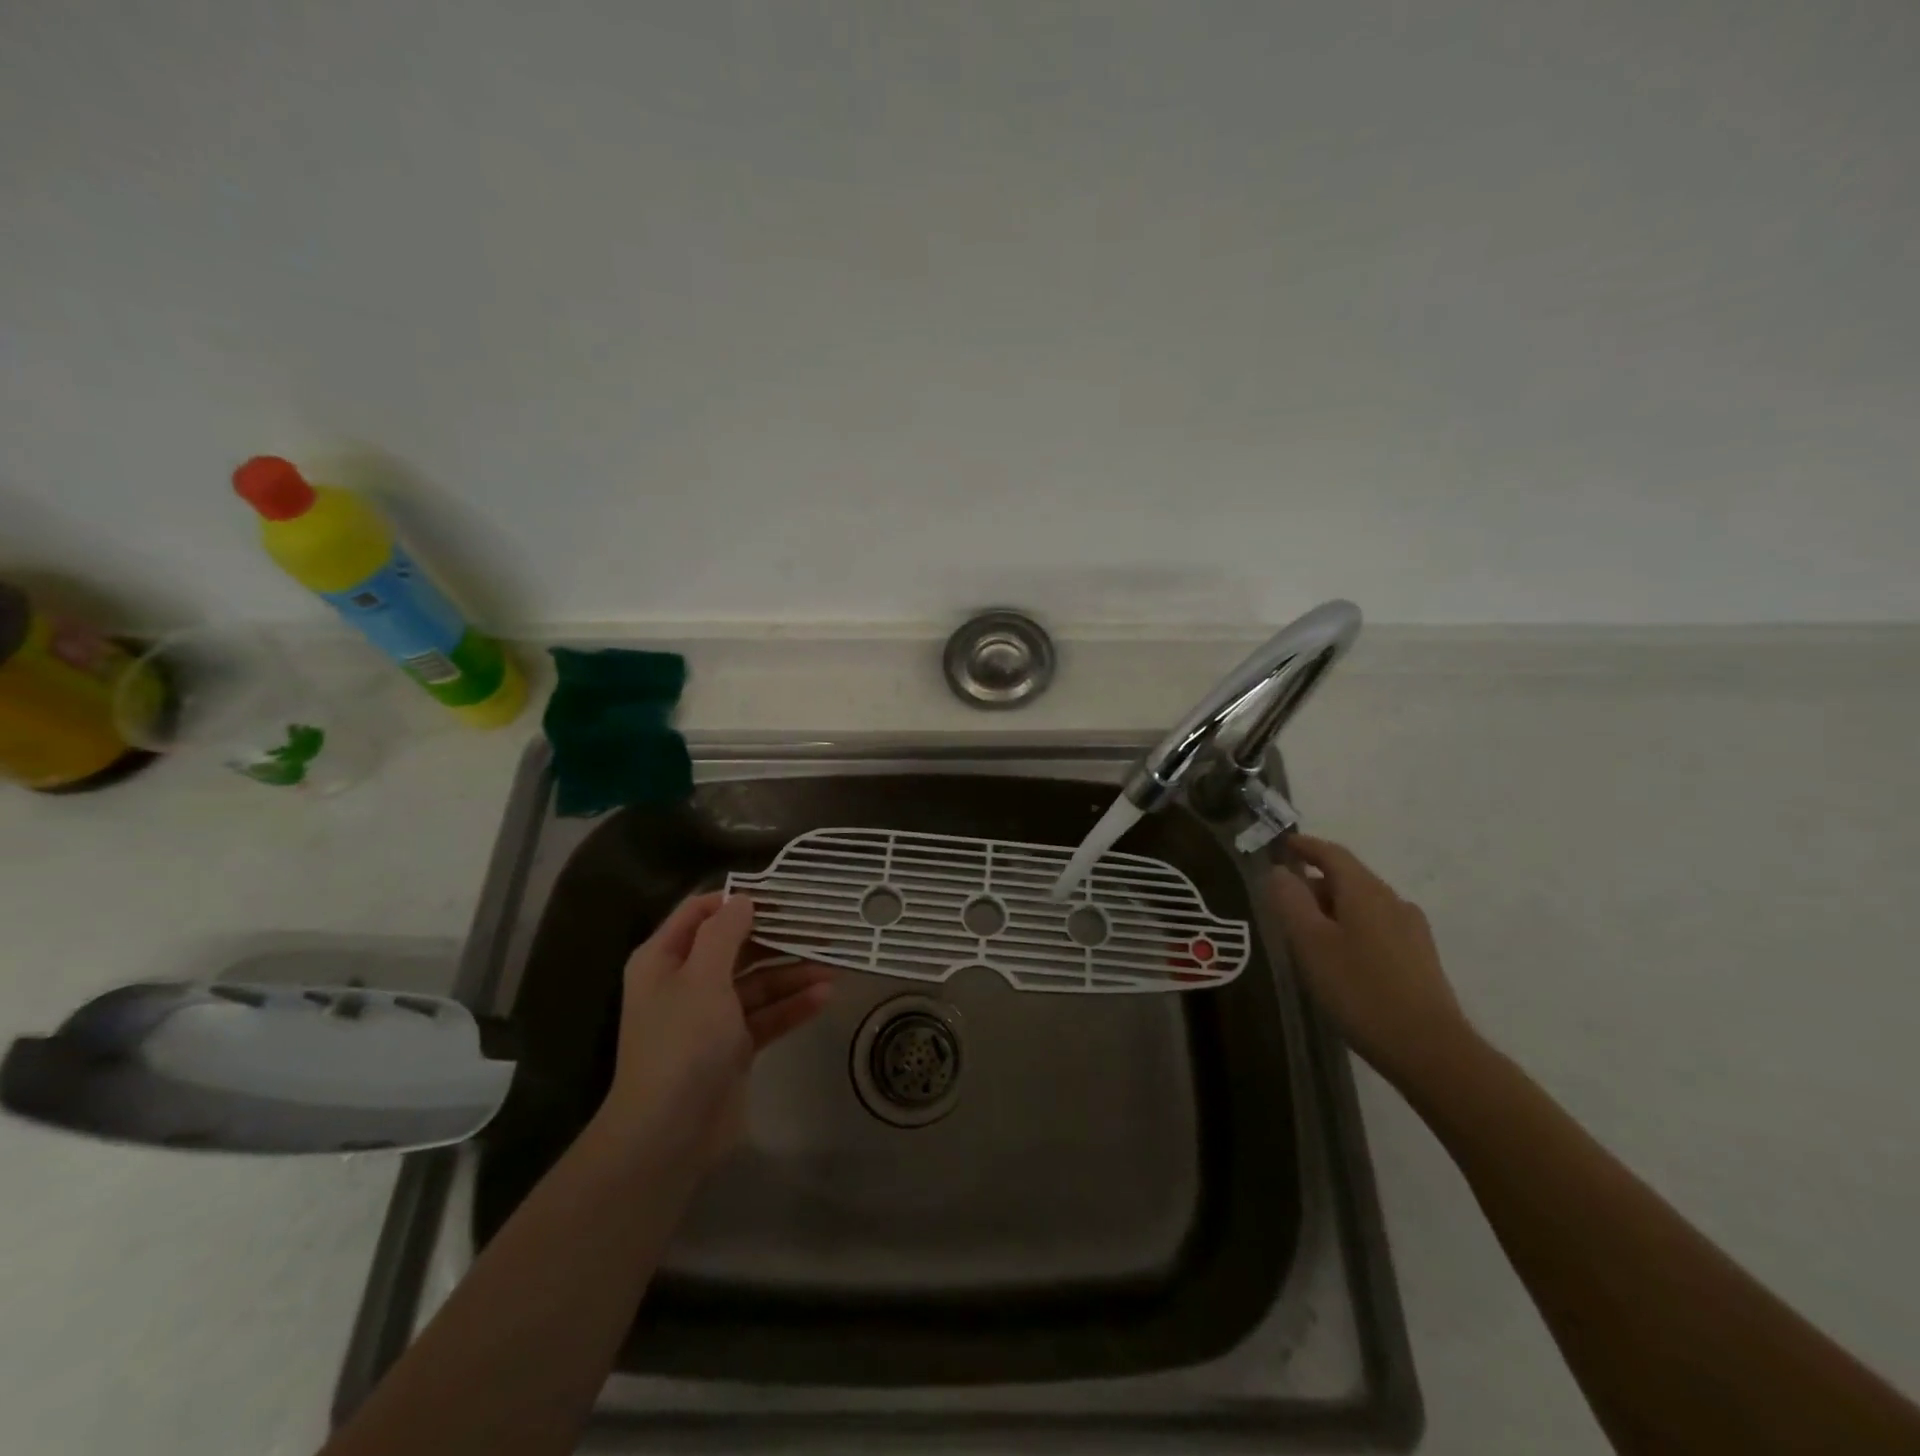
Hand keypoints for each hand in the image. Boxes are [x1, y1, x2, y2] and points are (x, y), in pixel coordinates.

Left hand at [597, 892, 833, 1167]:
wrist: (668, 1135)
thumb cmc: (682, 1044)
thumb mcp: (702, 978)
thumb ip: (724, 933)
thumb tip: (743, 899)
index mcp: (665, 959)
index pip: (701, 912)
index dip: (738, 900)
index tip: (782, 894)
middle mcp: (686, 982)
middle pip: (736, 946)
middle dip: (777, 937)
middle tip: (821, 927)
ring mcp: (710, 1016)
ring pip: (757, 982)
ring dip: (793, 973)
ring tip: (833, 965)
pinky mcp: (733, 1046)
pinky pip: (766, 1015)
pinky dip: (792, 1006)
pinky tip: (825, 996)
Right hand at [1269, 834, 1474, 1091]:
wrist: (1431, 1050)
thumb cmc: (1360, 990)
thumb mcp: (1311, 944)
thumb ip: (1290, 901)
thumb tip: (1279, 871)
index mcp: (1365, 892)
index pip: (1332, 854)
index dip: (1305, 846)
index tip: (1281, 844)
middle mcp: (1393, 902)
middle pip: (1349, 878)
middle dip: (1315, 880)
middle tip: (1283, 898)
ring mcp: (1412, 931)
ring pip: (1363, 904)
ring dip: (1333, 907)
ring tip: (1306, 931)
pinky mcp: (1420, 958)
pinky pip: (1377, 927)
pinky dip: (1351, 927)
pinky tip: (1340, 956)